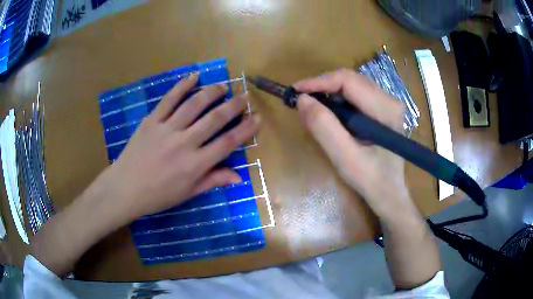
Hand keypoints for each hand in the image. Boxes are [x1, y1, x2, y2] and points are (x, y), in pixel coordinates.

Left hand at [99, 73, 259, 220]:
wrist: (125, 188)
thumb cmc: (158, 195)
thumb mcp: (188, 193)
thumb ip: (213, 180)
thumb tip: (239, 176)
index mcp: (195, 165)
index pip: (227, 143)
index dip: (245, 129)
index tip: (257, 118)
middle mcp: (184, 143)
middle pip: (215, 119)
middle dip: (234, 106)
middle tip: (244, 96)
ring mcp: (166, 129)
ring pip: (194, 104)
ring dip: (212, 92)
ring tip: (223, 86)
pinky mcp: (151, 120)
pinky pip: (169, 100)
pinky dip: (182, 86)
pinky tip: (194, 77)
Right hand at [294, 69, 410, 215]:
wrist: (389, 194)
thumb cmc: (371, 180)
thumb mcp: (344, 157)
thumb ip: (324, 127)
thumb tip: (302, 99)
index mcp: (386, 109)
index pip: (348, 80)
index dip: (319, 82)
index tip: (295, 91)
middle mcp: (389, 100)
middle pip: (350, 80)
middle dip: (322, 87)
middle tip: (301, 102)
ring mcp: (387, 104)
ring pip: (351, 86)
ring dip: (328, 94)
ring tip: (312, 110)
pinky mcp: (381, 110)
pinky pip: (354, 96)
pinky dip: (337, 102)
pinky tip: (329, 116)